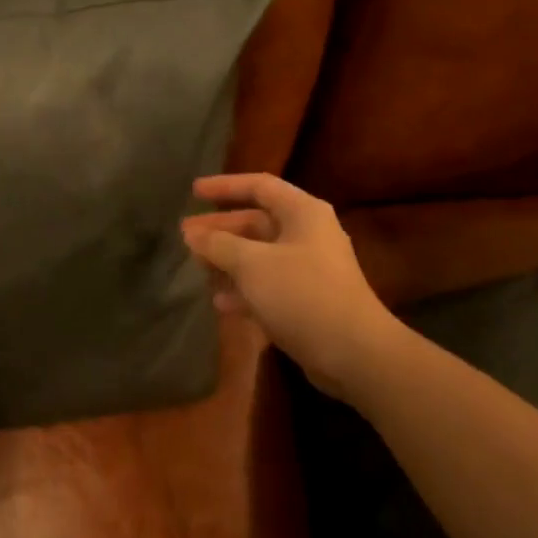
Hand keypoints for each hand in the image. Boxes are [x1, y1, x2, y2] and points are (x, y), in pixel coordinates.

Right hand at [182, 173, 399, 401]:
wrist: (352, 351)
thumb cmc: (301, 294)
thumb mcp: (252, 264)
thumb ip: (218, 244)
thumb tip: (191, 233)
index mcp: (303, 213)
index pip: (259, 186)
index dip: (225, 186)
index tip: (194, 192)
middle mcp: (308, 235)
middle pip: (256, 222)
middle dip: (220, 229)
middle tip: (185, 236)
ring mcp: (309, 269)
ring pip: (259, 256)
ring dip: (228, 260)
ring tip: (197, 268)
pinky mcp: (306, 300)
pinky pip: (267, 285)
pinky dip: (243, 289)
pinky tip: (220, 303)